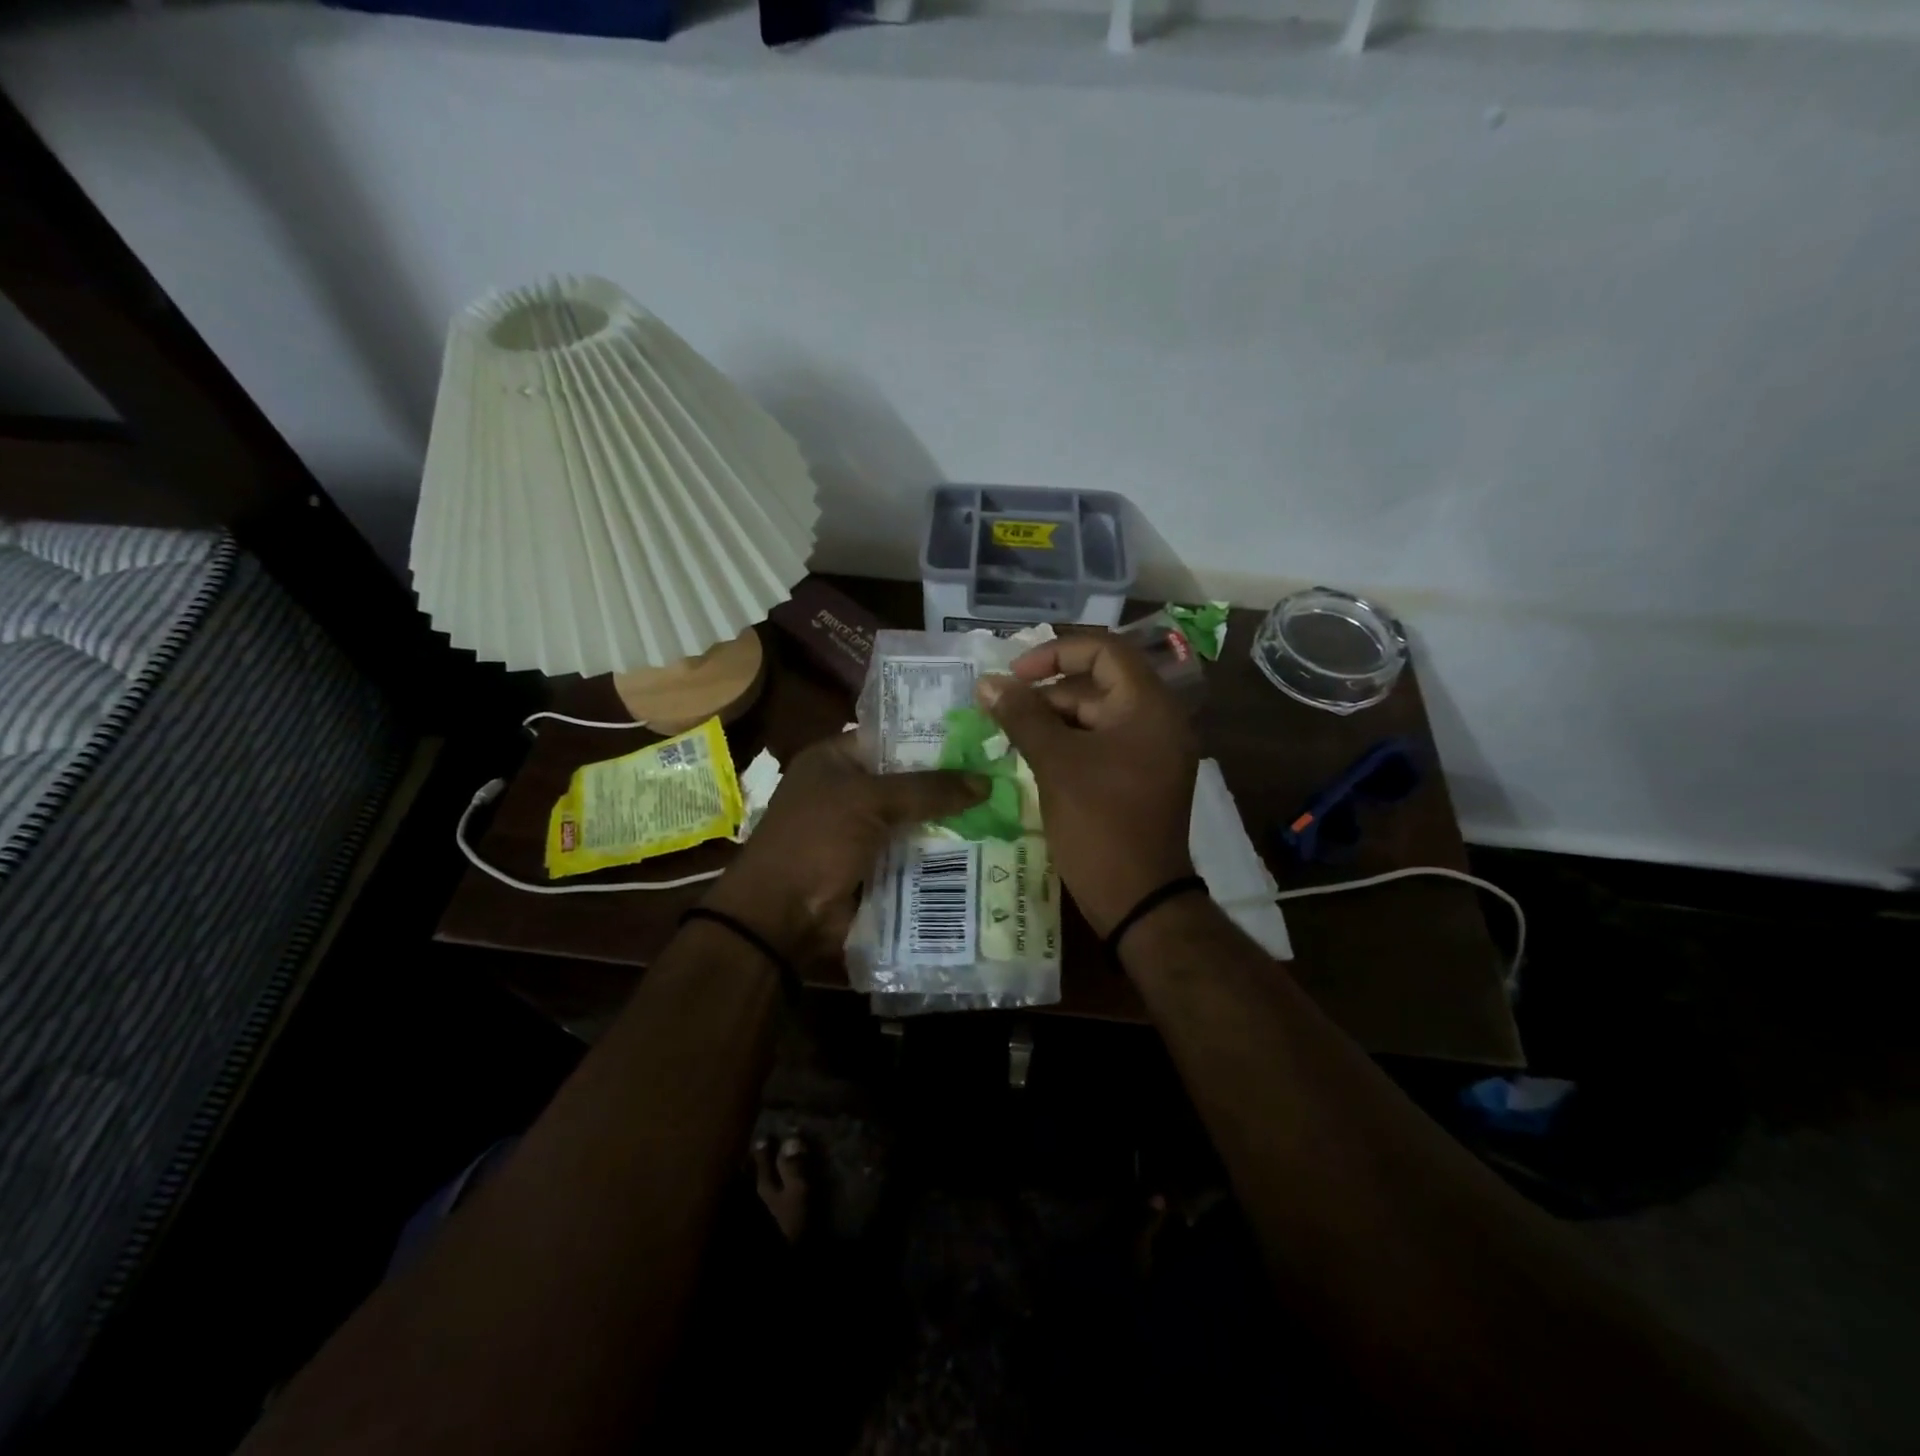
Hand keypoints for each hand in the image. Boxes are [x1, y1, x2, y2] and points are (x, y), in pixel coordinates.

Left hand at [702, 733, 984, 962]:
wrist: (783, 917)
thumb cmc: (816, 841)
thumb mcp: (869, 802)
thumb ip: (927, 789)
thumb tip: (986, 781)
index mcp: (834, 760)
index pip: (892, 738)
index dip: (933, 738)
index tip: (979, 740)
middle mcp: (848, 791)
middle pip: (908, 780)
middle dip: (949, 783)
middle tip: (1002, 776)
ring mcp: (862, 832)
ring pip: (915, 819)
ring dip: (951, 821)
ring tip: (1006, 810)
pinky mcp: (875, 867)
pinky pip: (914, 852)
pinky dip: (941, 853)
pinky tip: (985, 847)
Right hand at [977, 633, 1198, 936]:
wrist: (1138, 898)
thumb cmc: (1099, 821)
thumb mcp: (1055, 762)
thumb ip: (1022, 716)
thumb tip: (988, 683)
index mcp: (1148, 705)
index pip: (1104, 650)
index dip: (1055, 652)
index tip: (1015, 674)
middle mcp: (1156, 720)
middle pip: (1097, 684)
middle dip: (1047, 693)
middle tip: (1002, 711)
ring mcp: (1150, 751)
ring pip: (1095, 717)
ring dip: (1052, 721)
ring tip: (1009, 736)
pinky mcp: (1138, 778)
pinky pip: (1101, 745)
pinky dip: (1067, 745)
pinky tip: (1032, 758)